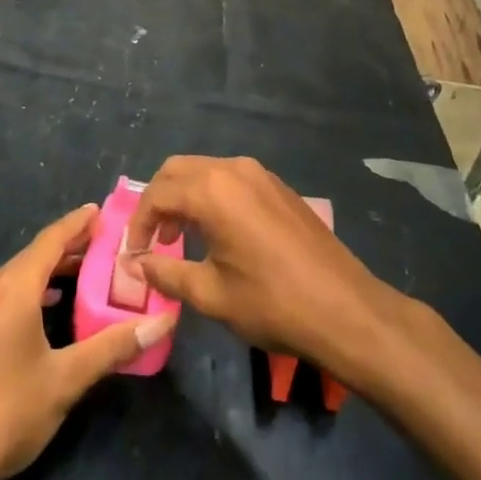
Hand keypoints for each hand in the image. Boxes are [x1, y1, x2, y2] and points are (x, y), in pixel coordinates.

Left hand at [0, 204, 176, 479]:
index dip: (78, 223)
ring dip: (52, 271)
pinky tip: (50, 309)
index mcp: (13, 288)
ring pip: (19, 276)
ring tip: (88, 274)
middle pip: (35, 255)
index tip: (103, 210)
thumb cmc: (5, 414)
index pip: (51, 240)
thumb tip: (160, 322)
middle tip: (109, 245)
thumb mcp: (65, 380)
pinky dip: (33, 291)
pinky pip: (6, 295)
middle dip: (71, 247)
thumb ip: (112, 347)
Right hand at [126, 156, 394, 377]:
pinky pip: (231, 179)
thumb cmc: (272, 303)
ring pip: (205, 171)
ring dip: (184, 197)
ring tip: (181, 238)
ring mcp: (260, 175)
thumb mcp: (211, 294)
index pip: (157, 194)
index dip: (138, 224)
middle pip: (177, 170)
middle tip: (154, 240)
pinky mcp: (279, 187)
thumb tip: (137, 265)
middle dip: (158, 201)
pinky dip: (211, 197)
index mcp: (211, 191)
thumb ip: (166, 273)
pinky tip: (217, 233)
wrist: (346, 310)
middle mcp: (233, 170)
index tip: (134, 255)